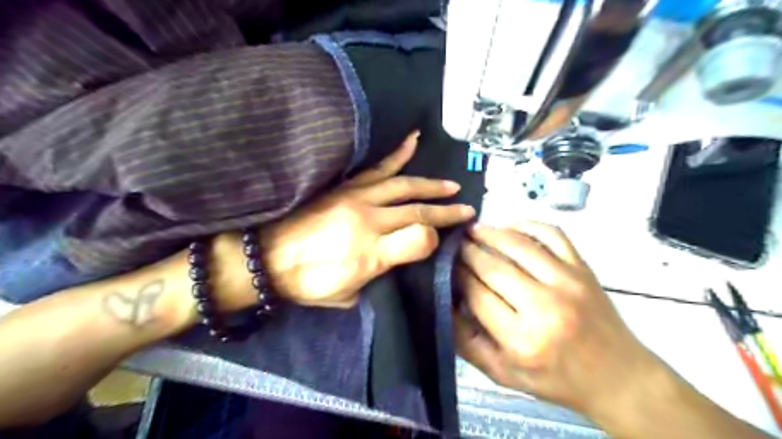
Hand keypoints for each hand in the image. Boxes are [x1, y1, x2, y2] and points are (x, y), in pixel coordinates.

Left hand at [260, 133, 473, 308]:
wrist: (266, 258)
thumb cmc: (308, 282)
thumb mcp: (349, 296)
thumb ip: (382, 275)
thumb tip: (403, 253)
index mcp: (371, 252)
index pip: (419, 239)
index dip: (438, 236)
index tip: (448, 237)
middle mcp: (368, 220)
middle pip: (417, 210)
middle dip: (446, 210)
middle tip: (467, 209)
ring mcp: (356, 197)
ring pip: (404, 185)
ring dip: (431, 184)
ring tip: (451, 185)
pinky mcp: (345, 186)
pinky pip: (376, 167)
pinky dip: (397, 154)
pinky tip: (412, 140)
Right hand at [457, 222, 661, 417]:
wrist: (617, 377)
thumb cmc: (555, 378)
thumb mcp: (503, 374)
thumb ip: (467, 342)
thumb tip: (445, 303)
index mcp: (522, 339)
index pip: (476, 294)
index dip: (456, 275)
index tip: (445, 265)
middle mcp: (544, 306)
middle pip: (493, 267)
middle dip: (467, 251)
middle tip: (454, 244)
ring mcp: (568, 282)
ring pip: (518, 244)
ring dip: (490, 233)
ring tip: (473, 230)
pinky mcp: (583, 268)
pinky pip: (552, 233)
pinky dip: (528, 224)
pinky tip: (511, 228)